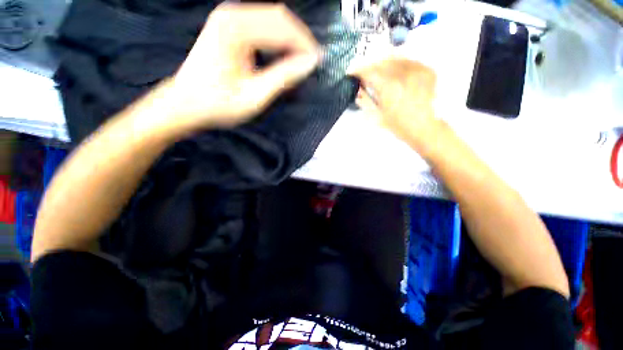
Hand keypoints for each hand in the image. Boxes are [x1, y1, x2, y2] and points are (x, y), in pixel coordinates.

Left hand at [164, 3, 319, 130]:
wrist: (186, 103)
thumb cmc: (218, 104)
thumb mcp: (254, 96)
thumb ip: (283, 77)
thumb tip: (310, 63)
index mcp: (235, 29)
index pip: (282, 27)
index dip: (305, 44)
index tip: (318, 62)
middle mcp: (232, 15)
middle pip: (278, 17)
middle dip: (300, 39)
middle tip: (311, 62)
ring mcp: (228, 17)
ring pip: (272, 19)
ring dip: (290, 39)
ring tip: (301, 61)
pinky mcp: (228, 26)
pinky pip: (262, 25)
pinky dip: (277, 39)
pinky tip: (283, 55)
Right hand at [351, 58, 439, 149]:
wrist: (425, 128)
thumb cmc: (399, 126)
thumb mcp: (377, 117)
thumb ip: (365, 101)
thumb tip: (358, 89)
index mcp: (388, 87)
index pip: (368, 70)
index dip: (357, 69)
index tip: (351, 71)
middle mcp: (403, 73)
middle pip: (381, 59)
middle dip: (369, 63)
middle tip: (363, 69)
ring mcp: (417, 69)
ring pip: (395, 55)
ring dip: (382, 59)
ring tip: (377, 65)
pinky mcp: (427, 70)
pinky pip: (409, 59)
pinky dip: (398, 61)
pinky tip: (394, 68)